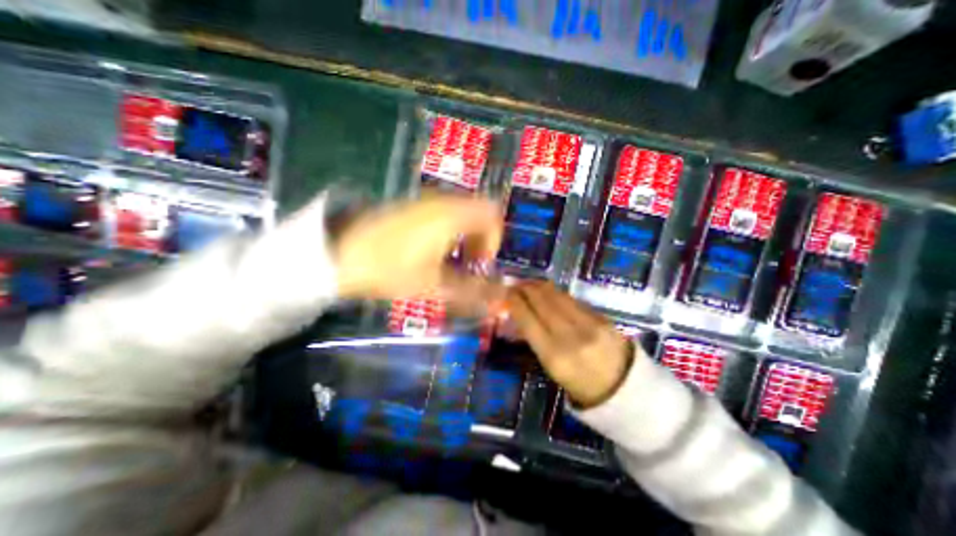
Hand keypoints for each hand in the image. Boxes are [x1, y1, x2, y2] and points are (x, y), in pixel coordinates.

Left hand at [331, 195, 501, 308]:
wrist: (337, 252)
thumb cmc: (389, 268)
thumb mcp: (433, 285)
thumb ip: (470, 294)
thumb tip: (499, 303)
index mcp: (452, 215)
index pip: (492, 215)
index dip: (494, 241)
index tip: (481, 265)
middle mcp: (443, 201)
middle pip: (479, 215)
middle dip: (480, 242)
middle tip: (468, 267)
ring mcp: (425, 202)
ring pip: (462, 215)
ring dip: (465, 239)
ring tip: (450, 265)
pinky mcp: (412, 207)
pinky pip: (444, 215)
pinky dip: (449, 233)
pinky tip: (432, 254)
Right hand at [508, 284, 632, 408]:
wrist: (627, 392)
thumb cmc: (582, 386)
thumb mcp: (552, 369)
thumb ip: (537, 340)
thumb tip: (523, 315)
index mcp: (554, 357)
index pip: (528, 320)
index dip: (515, 303)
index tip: (507, 293)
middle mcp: (571, 337)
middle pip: (543, 303)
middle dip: (526, 289)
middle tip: (516, 284)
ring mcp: (590, 325)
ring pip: (558, 297)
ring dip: (541, 287)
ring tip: (531, 284)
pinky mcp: (603, 318)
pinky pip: (574, 300)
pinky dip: (558, 294)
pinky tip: (551, 292)